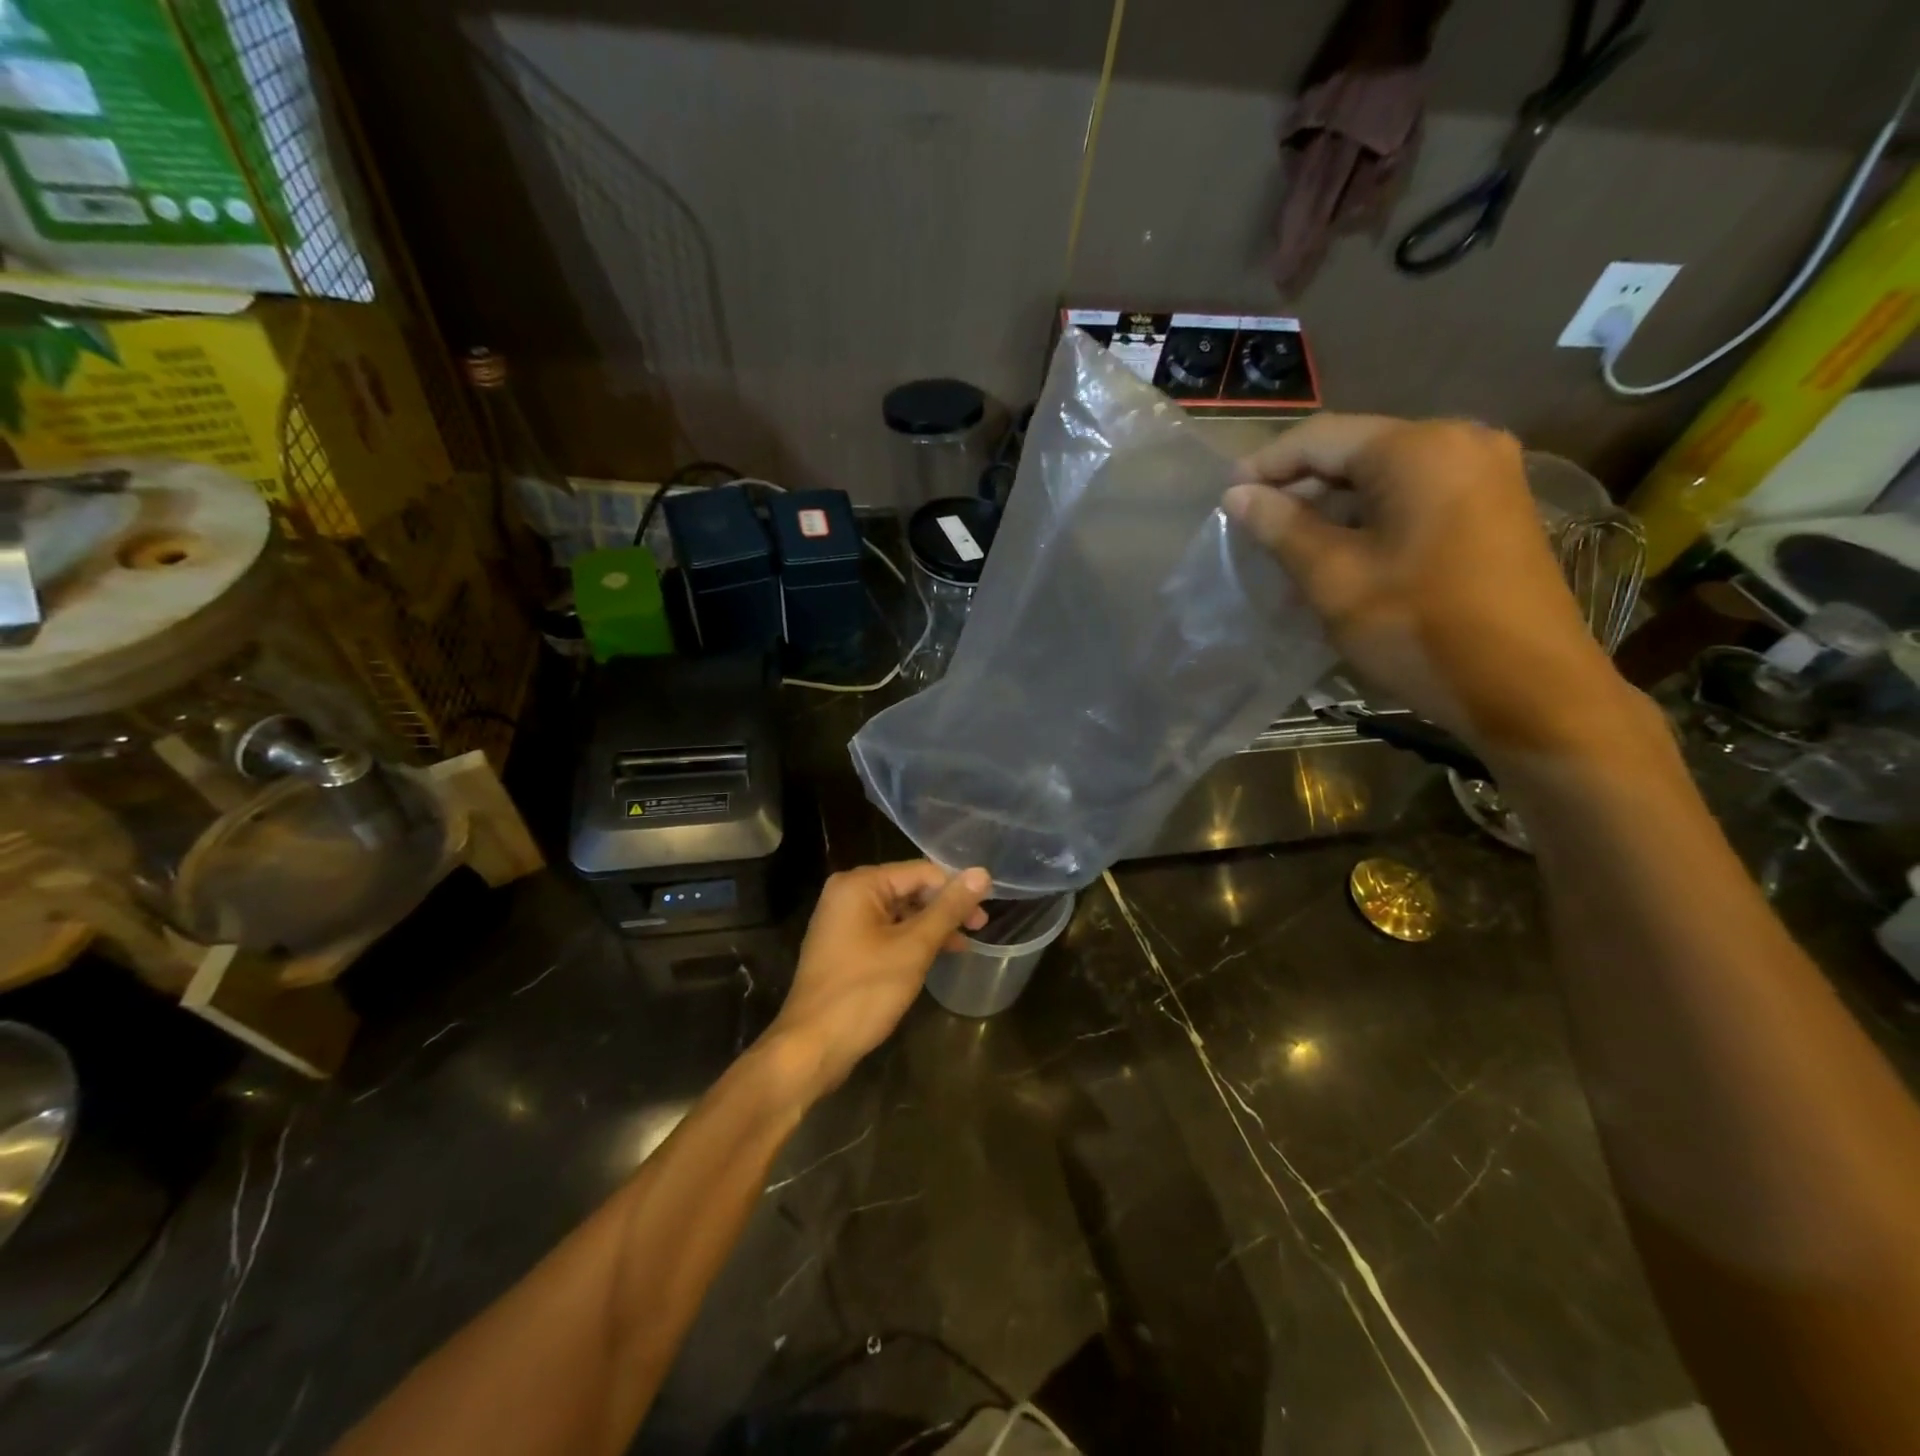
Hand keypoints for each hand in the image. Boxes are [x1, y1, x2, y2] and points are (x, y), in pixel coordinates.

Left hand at [761, 861, 991, 1100]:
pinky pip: (886, 932)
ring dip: (931, 926)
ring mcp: (843, 922)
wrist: (811, 1047)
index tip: (985, 912)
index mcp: (859, 884)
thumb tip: (982, 873)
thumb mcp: (913, 947)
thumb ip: (948, 909)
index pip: (920, 872)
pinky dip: (911, 941)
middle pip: (908, 889)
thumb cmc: (864, 991)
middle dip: (944, 908)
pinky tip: (935, 956)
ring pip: (899, 912)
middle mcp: (847, 894)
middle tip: (980, 928)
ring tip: (963, 945)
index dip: (955, 889)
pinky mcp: (844, 947)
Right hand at [1224, 414, 1629, 756]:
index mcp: (1419, 449)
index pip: (1321, 438)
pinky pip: (1417, 495)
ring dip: (1333, 506)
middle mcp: (1461, 441)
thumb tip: (1238, 495)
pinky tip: (1344, 553)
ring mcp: (1488, 473)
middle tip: (1254, 527)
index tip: (1225, 500)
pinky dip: (1372, 517)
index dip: (1265, 466)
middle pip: (1357, 450)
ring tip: (1290, 546)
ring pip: (1386, 475)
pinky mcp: (1496, 508)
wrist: (1529, 690)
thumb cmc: (1420, 629)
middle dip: (1300, 486)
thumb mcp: (1335, 579)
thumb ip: (1282, 528)